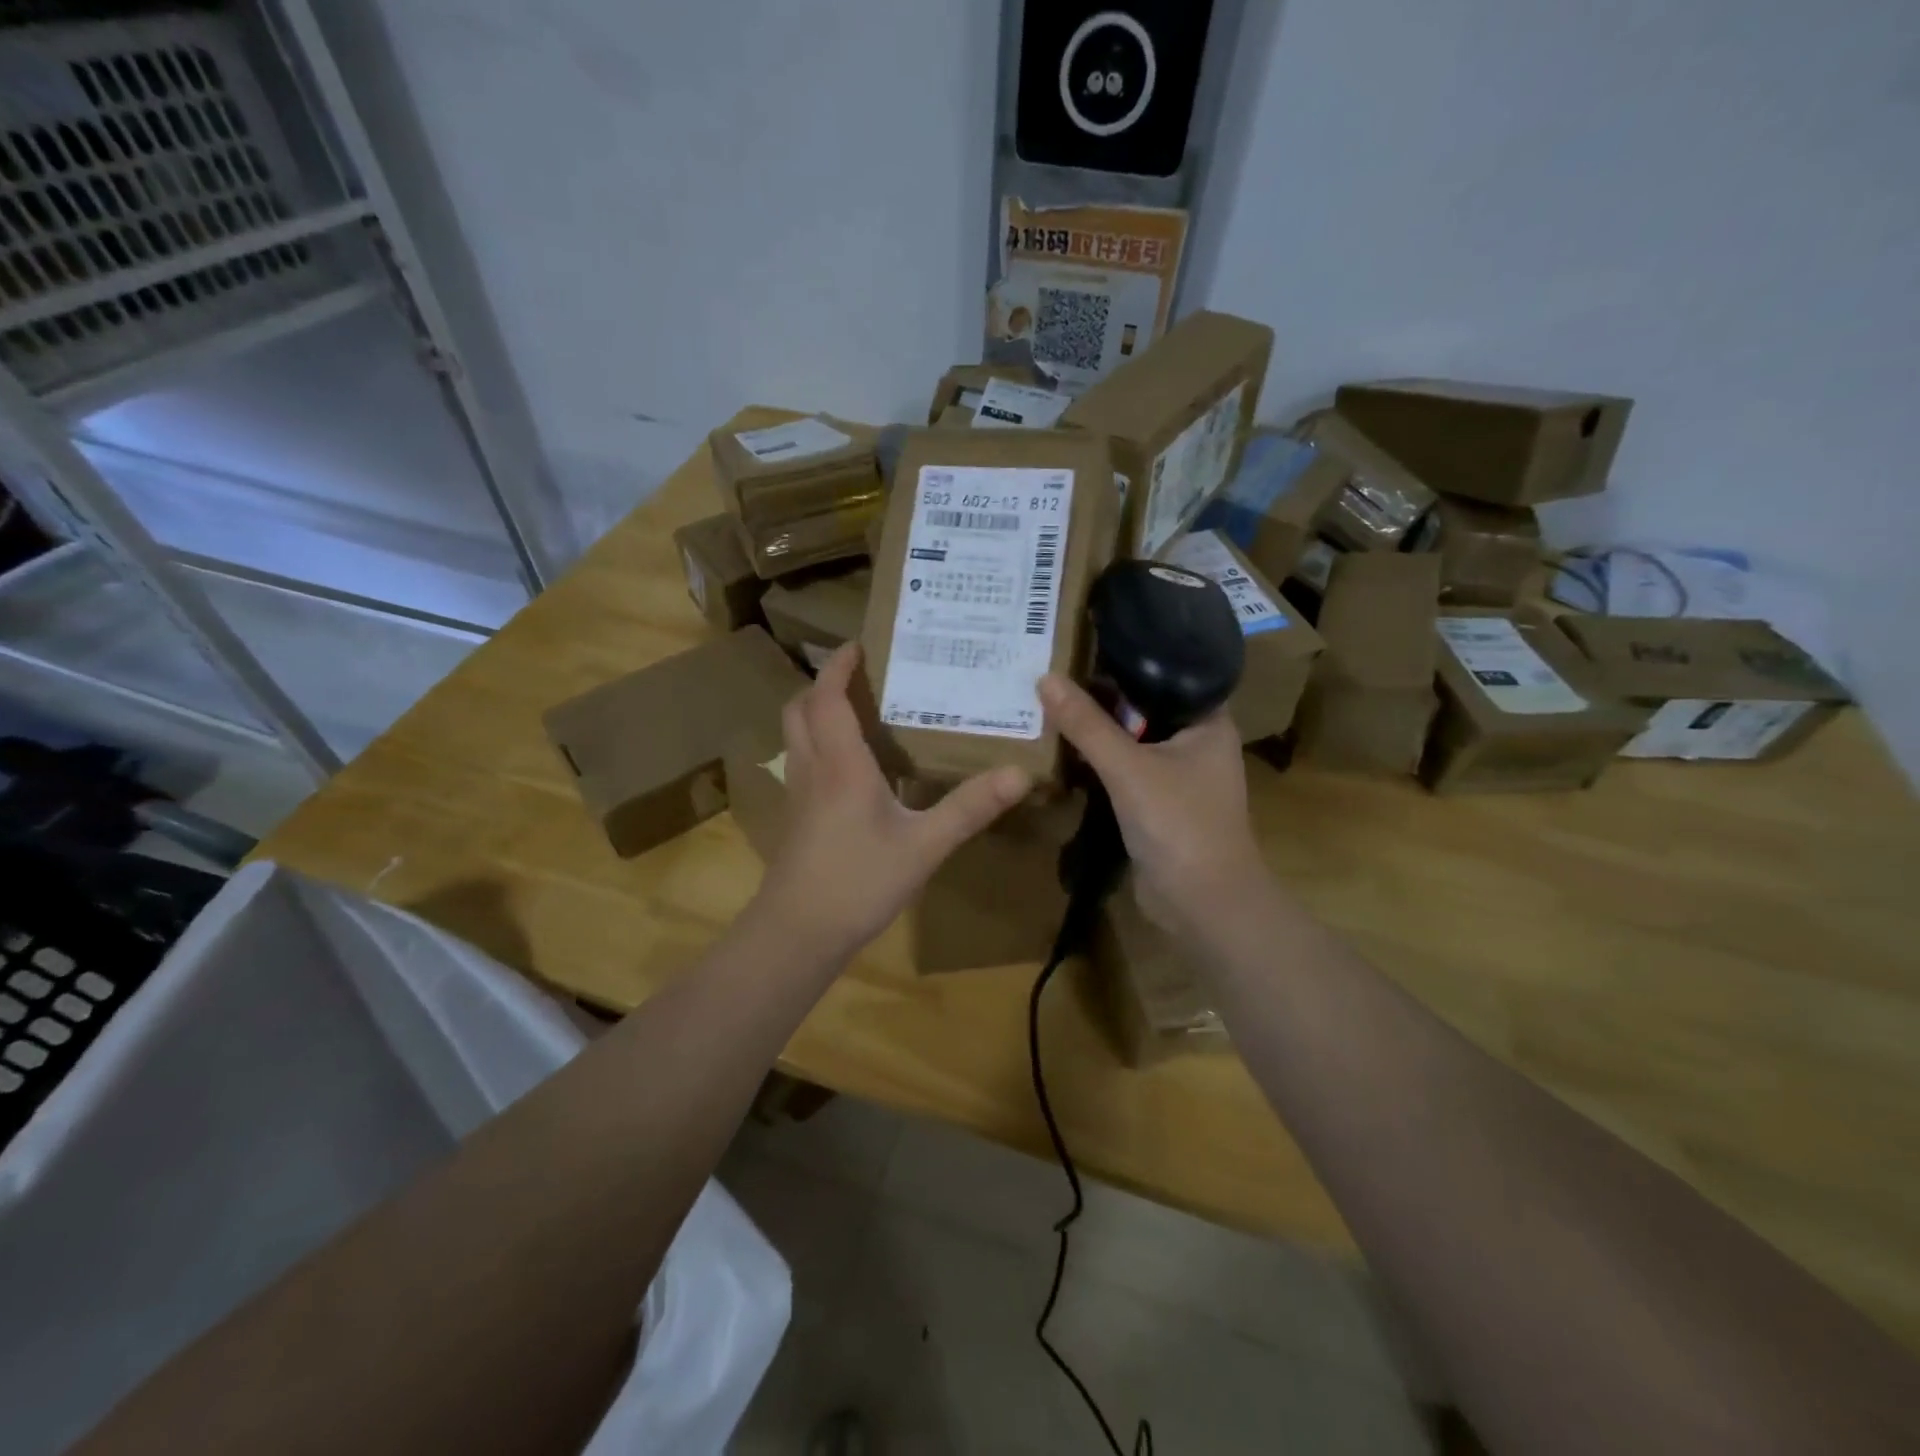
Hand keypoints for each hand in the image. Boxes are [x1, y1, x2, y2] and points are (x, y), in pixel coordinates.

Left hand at [751, 644, 1030, 959]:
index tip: (859, 643)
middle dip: (824, 683)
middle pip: (800, 709)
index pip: (828, 698)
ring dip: (819, 712)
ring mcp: (799, 794)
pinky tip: (855, 766)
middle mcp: (813, 769)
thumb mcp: (924, 846)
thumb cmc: (858, 882)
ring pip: (797, 735)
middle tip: (861, 675)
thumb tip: (1020, 773)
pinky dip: (821, 743)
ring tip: (860, 710)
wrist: (798, 933)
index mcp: (841, 764)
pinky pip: (804, 761)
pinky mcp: (797, 817)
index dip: (838, 665)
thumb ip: (970, 808)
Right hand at [1038, 674, 1266, 935]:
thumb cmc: (1179, 823)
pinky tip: (1065, 748)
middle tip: (1056, 670)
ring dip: (1099, 731)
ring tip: (1052, 702)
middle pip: (1144, 707)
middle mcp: (1197, 742)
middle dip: (1103, 696)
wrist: (1202, 903)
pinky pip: (1126, 770)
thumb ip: (1086, 724)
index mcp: (1208, 721)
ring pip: (1133, 741)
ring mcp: (1179, 776)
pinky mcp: (1159, 804)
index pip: (1168, 673)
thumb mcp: (1128, 767)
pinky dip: (1101, 762)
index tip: (1084, 642)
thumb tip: (1044, 678)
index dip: (1127, 658)